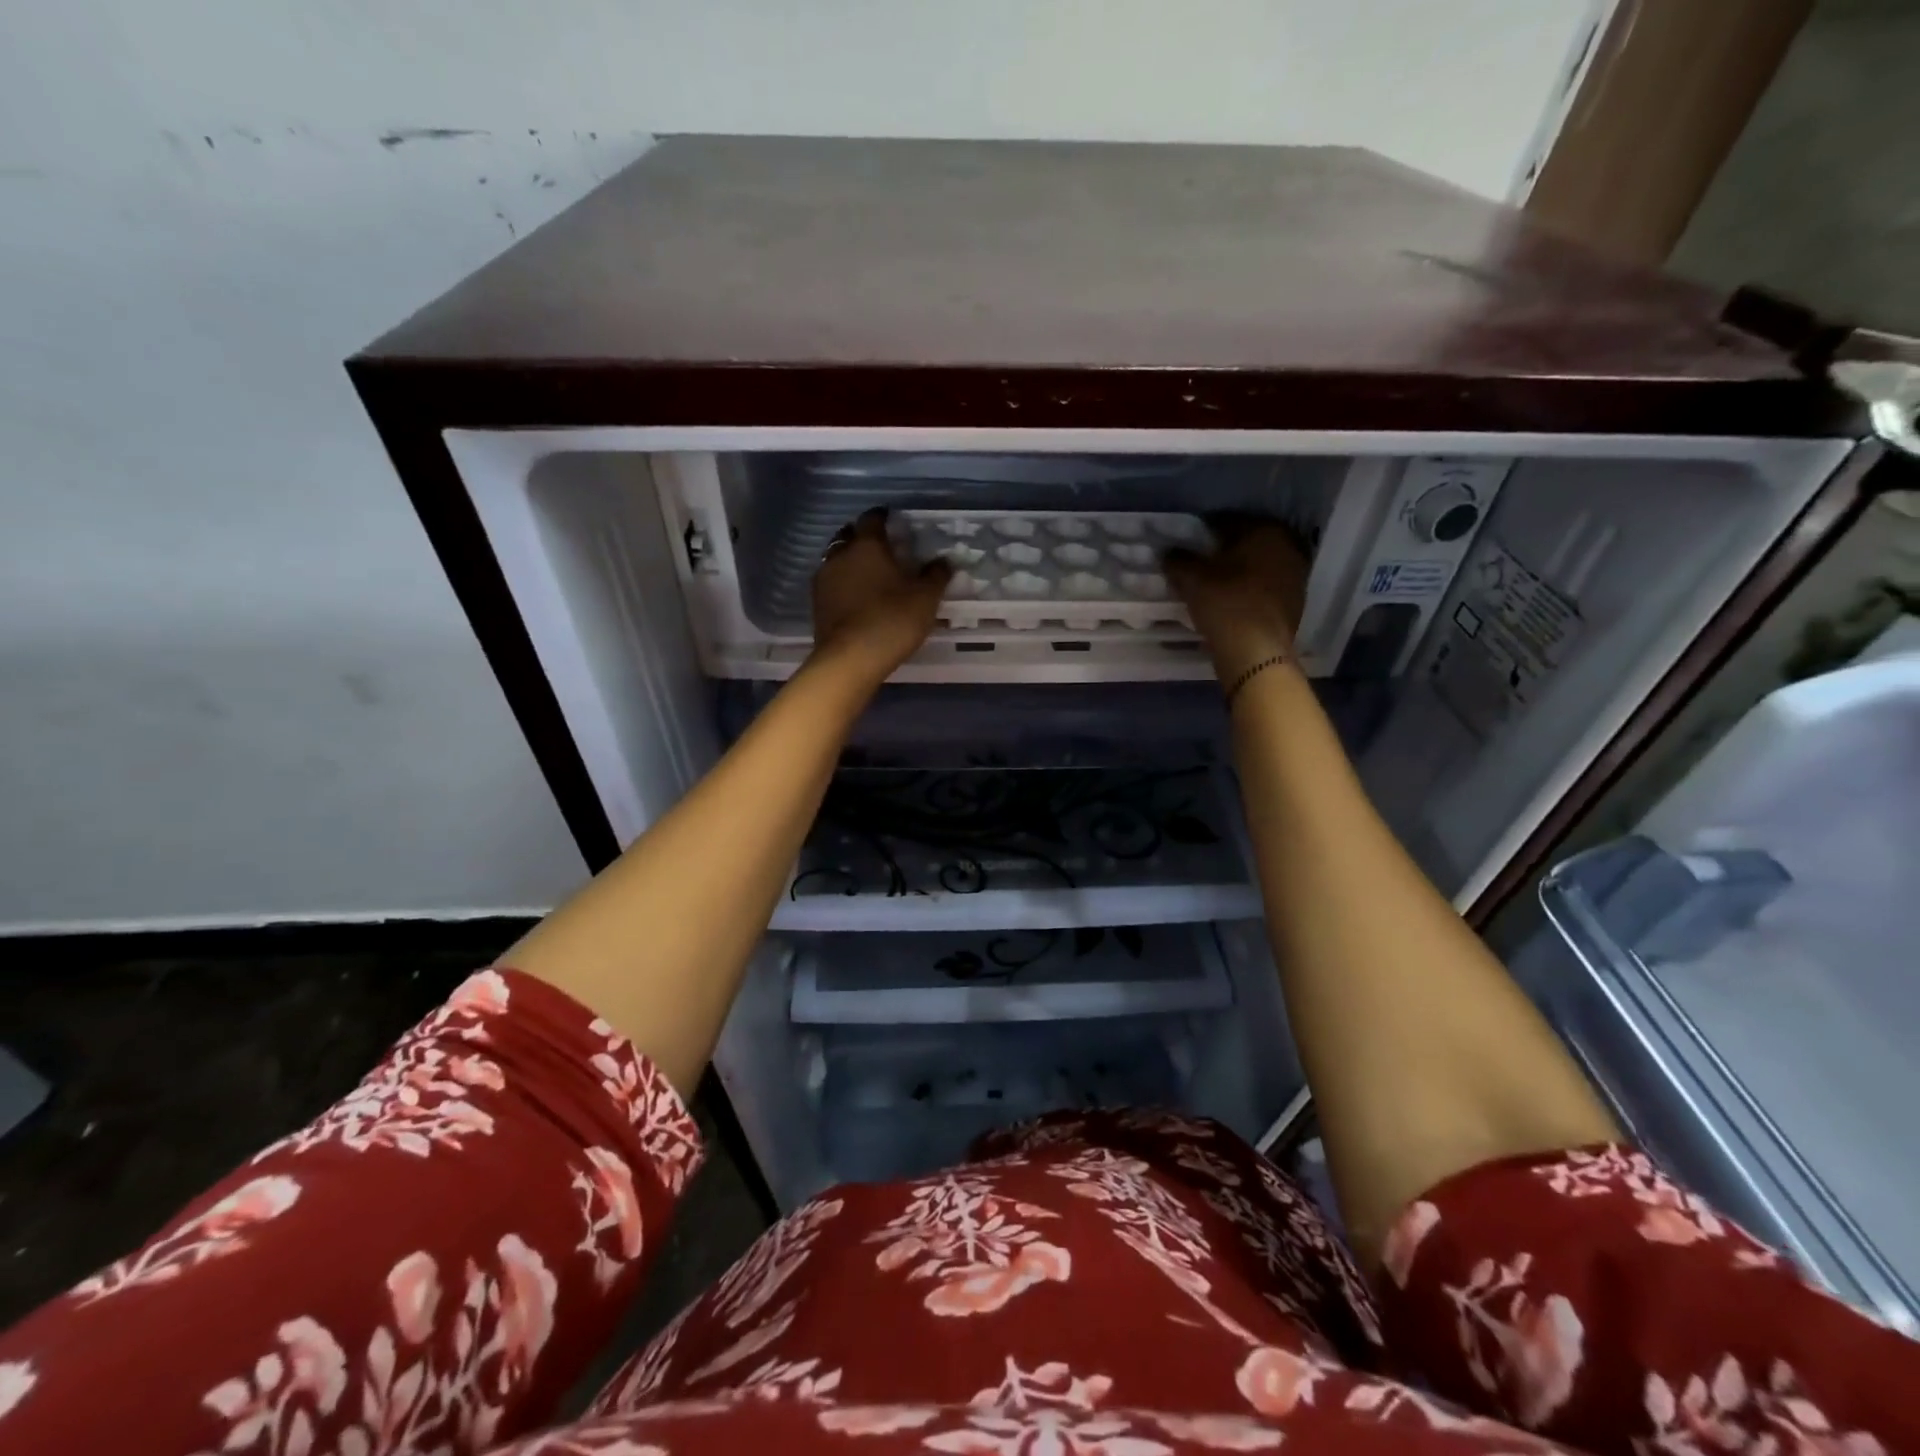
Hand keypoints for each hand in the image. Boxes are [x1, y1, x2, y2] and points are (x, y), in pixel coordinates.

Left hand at [811, 509, 953, 677]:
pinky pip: (831, 584)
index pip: (872, 519)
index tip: (892, 520)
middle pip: (848, 536)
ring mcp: (824, 580)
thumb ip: (935, 576)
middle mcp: (840, 555)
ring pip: (836, 560)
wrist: (850, 659)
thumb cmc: (892, 620)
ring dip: (850, 562)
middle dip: (862, 537)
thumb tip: (943, 561)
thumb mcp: (925, 598)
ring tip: (868, 575)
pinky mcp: (816, 604)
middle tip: (880, 547)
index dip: (883, 517)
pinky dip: (843, 584)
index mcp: (867, 545)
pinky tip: (856, 597)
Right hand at [1163, 517, 1308, 685]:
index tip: (1189, 543)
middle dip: (1226, 549)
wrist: (1256, 652)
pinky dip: (1250, 589)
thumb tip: (1169, 553)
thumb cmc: (1225, 604)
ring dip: (1240, 570)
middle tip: (1202, 562)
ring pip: (1260, 565)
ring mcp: (1296, 575)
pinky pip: (1266, 587)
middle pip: (1248, 542)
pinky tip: (1233, 601)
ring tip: (1216, 583)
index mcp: (1265, 531)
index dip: (1205, 531)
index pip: (1228, 521)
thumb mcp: (1191, 579)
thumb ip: (1178, 561)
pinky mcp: (1295, 602)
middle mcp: (1288, 546)